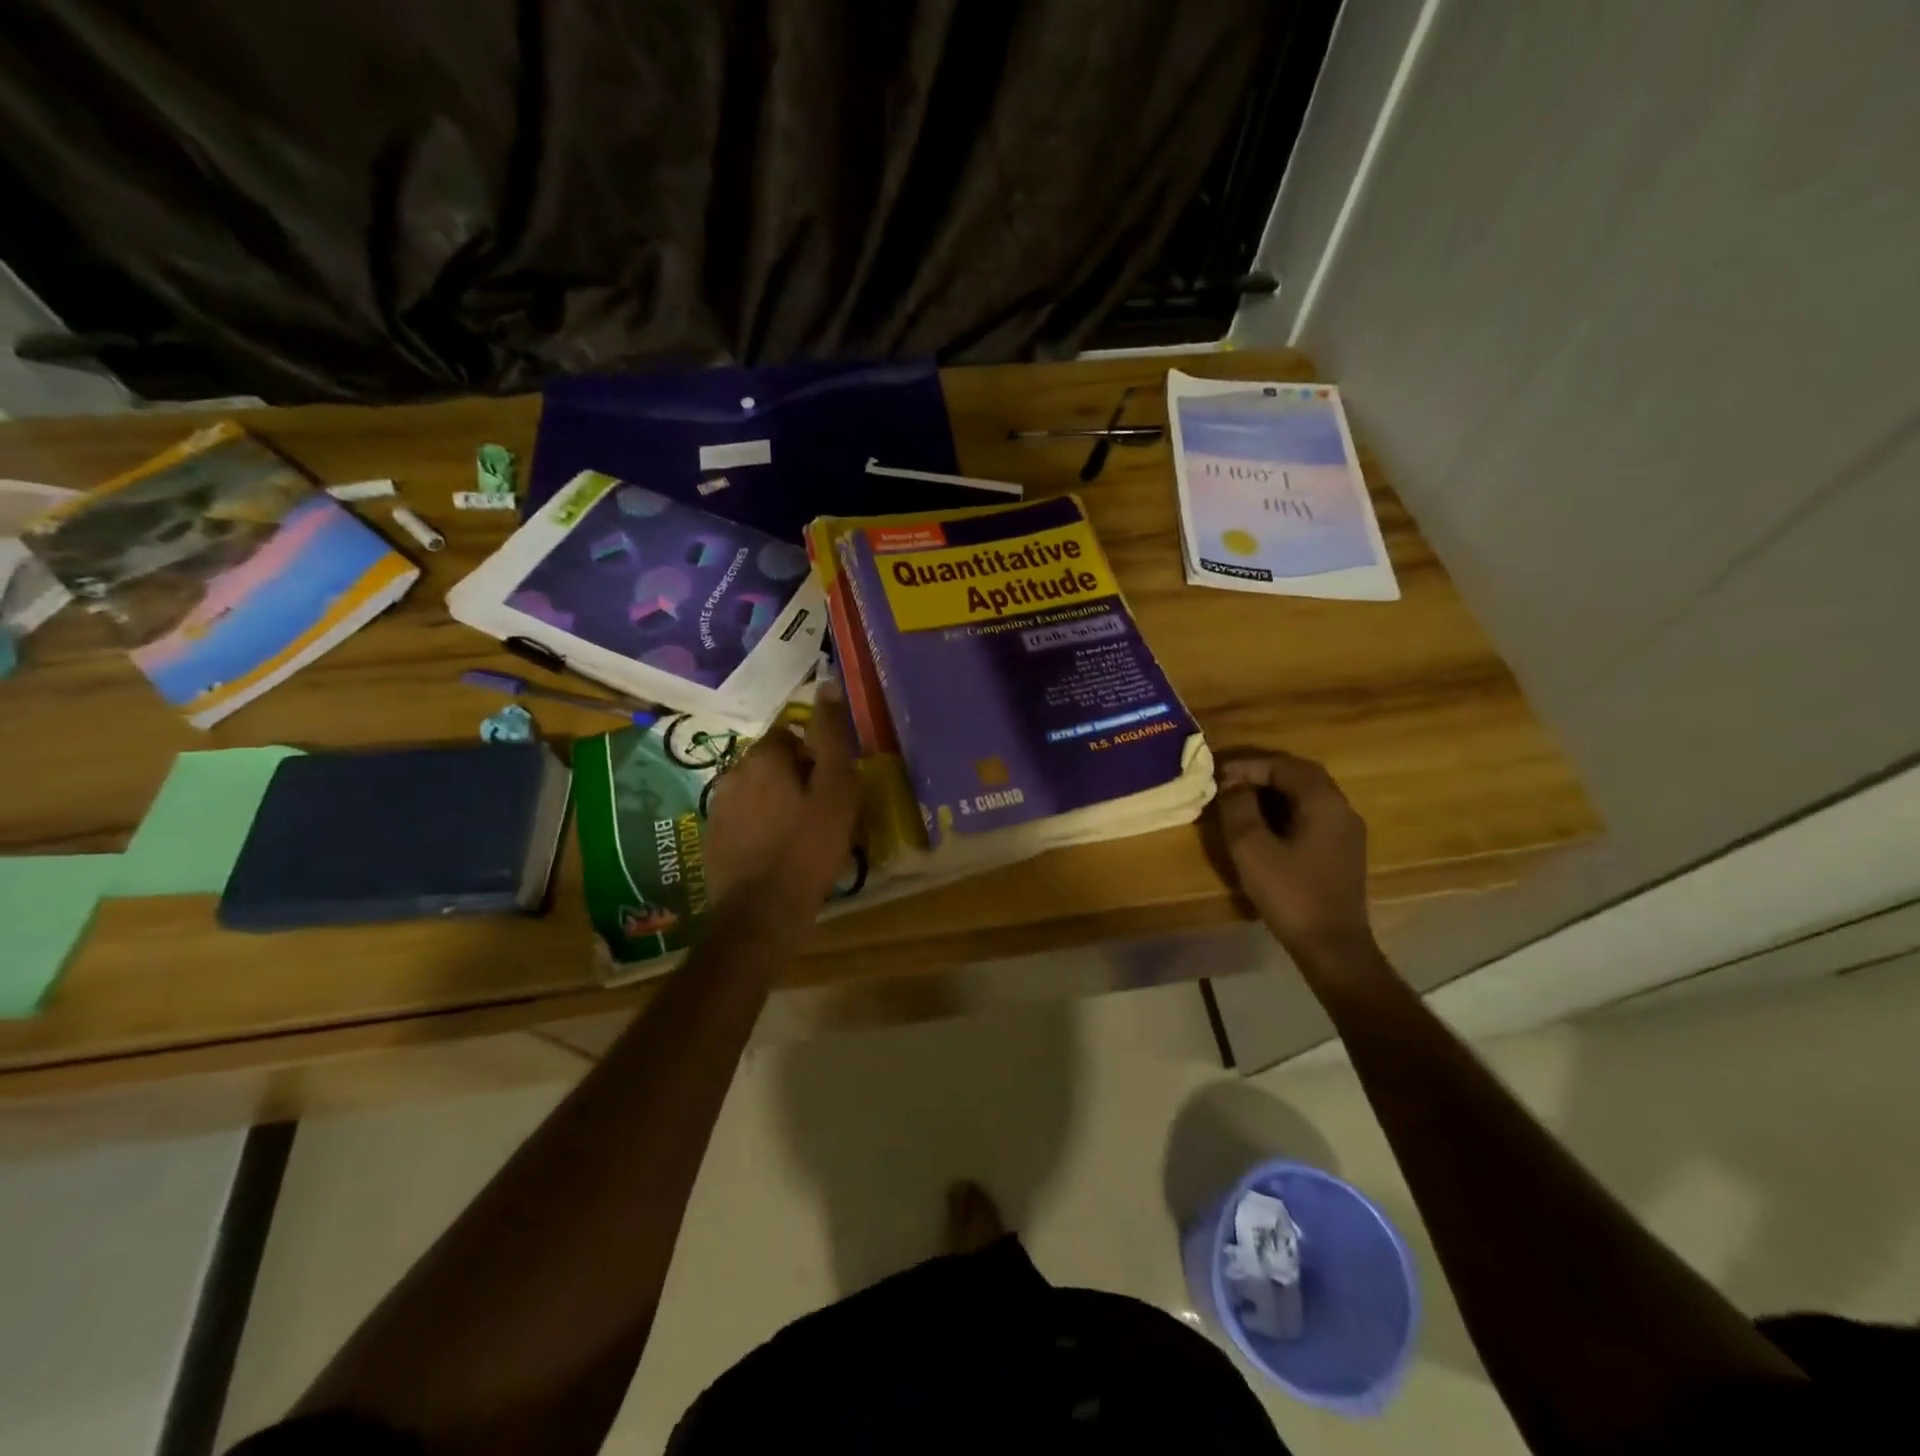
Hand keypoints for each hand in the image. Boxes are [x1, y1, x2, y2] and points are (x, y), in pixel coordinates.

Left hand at [704, 681, 860, 930]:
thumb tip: (827, 685)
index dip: (814, 756)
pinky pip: (743, 819)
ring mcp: (718, 809)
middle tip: (820, 810)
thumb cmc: (808, 848)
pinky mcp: (713, 840)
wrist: (762, 913)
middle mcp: (732, 774)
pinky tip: (777, 852)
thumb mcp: (836, 790)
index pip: (790, 735)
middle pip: (771, 762)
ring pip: (756, 791)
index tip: (830, 785)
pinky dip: (760, 826)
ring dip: (776, 802)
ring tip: (800, 834)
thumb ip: (832, 737)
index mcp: (762, 758)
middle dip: (794, 777)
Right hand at [1212, 750, 1375, 968]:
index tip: (1219, 773)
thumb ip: (1239, 809)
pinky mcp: (1342, 851)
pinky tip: (1265, 824)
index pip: (1286, 766)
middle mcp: (1342, 809)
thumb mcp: (1252, 849)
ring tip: (1242, 798)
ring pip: (1309, 795)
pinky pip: (1313, 814)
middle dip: (1264, 773)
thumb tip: (1231, 783)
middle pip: (1302, 775)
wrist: (1332, 946)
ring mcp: (1346, 831)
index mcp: (1324, 803)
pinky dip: (1286, 808)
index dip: (1250, 765)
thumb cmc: (1290, 894)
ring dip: (1275, 790)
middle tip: (1231, 780)